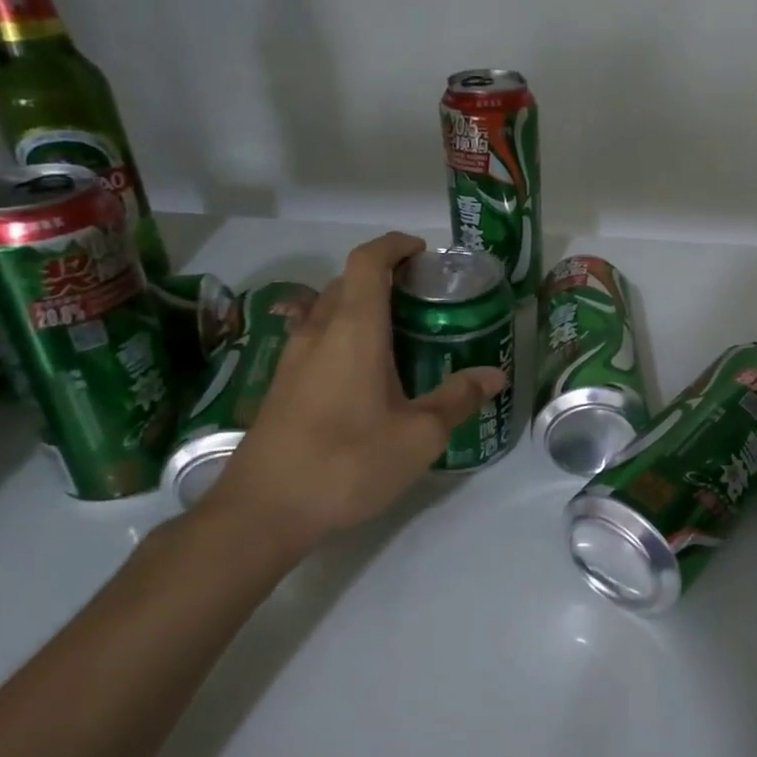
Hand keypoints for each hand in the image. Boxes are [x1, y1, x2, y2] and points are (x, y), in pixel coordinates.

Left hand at [193, 232, 505, 560]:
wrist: (263, 510)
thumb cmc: (347, 463)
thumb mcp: (419, 436)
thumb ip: (458, 399)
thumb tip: (494, 375)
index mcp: (354, 330)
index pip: (368, 262)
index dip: (394, 246)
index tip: (422, 253)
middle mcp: (318, 332)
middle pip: (348, 282)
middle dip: (385, 277)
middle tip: (425, 299)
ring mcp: (292, 358)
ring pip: (329, 310)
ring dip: (363, 307)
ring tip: (401, 334)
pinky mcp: (281, 385)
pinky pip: (317, 338)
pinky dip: (345, 335)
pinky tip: (367, 374)